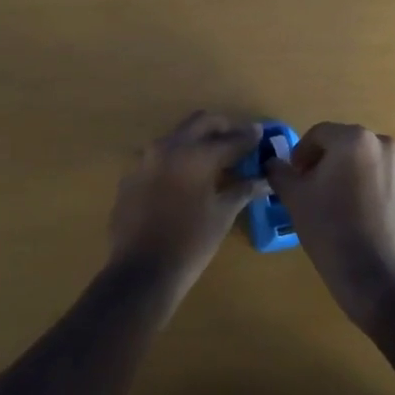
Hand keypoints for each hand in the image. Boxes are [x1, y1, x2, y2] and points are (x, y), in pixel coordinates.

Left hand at [107, 111, 262, 316]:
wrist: (141, 272)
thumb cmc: (190, 244)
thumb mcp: (222, 215)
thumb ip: (242, 190)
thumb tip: (263, 180)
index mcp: (195, 155)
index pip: (229, 139)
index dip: (248, 137)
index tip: (260, 133)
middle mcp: (168, 147)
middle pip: (200, 122)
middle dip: (222, 127)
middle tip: (238, 138)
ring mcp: (145, 159)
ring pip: (177, 136)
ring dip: (197, 140)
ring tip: (214, 157)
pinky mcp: (131, 175)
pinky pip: (159, 157)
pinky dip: (177, 159)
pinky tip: (185, 177)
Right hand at [265, 122, 394, 328]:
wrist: (372, 275)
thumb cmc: (328, 227)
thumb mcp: (294, 197)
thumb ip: (280, 172)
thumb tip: (273, 163)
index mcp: (354, 139)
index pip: (319, 134)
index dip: (301, 153)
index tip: (294, 176)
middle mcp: (384, 146)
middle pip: (345, 145)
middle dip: (326, 162)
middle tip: (311, 187)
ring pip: (365, 163)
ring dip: (348, 174)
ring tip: (335, 202)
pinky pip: (383, 181)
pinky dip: (368, 189)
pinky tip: (357, 215)